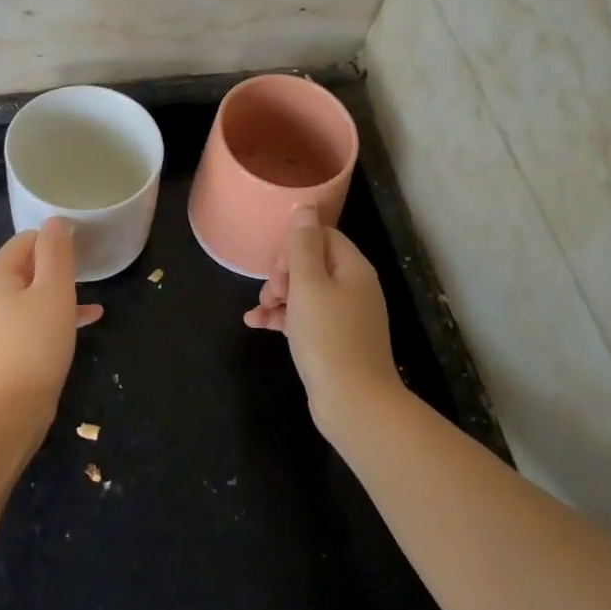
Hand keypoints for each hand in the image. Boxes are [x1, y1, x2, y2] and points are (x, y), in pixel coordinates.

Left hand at [0, 218, 102, 423]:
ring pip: (31, 295)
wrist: (6, 413)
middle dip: (58, 267)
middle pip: (27, 266)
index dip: (56, 240)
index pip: (27, 239)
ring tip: (92, 298)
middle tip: (90, 273)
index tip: (85, 250)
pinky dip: (54, 317)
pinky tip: (85, 322)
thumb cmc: (34, 344)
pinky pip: (30, 320)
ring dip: (60, 293)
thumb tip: (55, 221)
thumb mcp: (54, 291)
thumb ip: (56, 252)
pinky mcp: (0, 348)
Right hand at [245, 206, 402, 429]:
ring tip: (259, 311)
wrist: (354, 403)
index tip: (278, 268)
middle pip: (312, 262)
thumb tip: (304, 206)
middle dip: (283, 273)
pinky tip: (257, 324)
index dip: (294, 246)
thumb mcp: (308, 285)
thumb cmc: (328, 336)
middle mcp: (354, 287)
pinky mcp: (335, 340)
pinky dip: (283, 317)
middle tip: (271, 292)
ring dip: (278, 296)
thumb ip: (302, 245)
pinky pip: (306, 317)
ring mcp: (346, 315)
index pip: (321, 236)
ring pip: (305, 291)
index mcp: (353, 268)